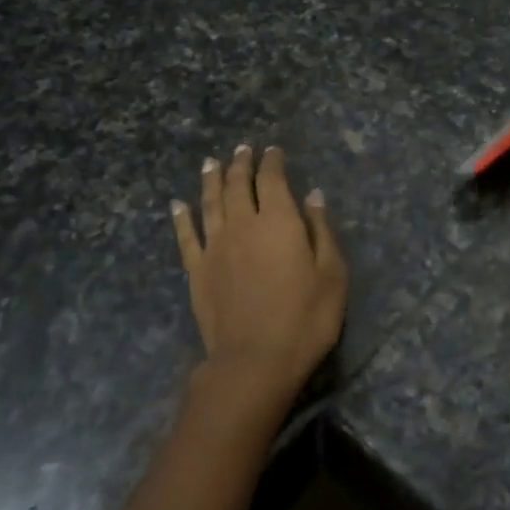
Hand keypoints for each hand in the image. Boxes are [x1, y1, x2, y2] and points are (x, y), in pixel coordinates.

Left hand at [171, 145, 347, 409]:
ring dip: (210, 180)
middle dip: (240, 164)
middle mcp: (243, 225)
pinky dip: (181, 218)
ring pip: (210, 203)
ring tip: (210, 163)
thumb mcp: (332, 275)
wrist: (254, 360)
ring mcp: (215, 247)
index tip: (273, 150)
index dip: (272, 162)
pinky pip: (186, 236)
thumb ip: (322, 231)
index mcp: (279, 221)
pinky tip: (177, 205)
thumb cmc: (305, 319)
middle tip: (242, 149)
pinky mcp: (197, 271)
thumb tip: (313, 195)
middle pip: (238, 185)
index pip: (272, 180)